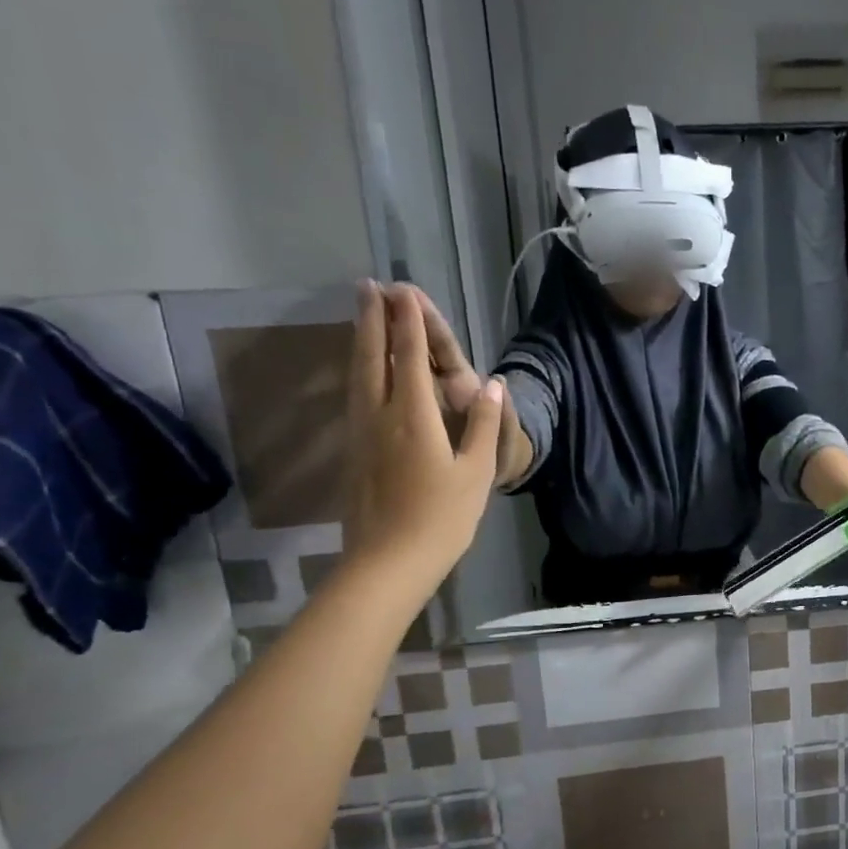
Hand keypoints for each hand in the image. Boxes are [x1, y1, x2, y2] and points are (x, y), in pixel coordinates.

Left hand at [342, 281, 502, 581]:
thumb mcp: (477, 473)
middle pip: (372, 358)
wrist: (388, 562)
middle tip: (368, 286)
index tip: (402, 290)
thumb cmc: (442, 519)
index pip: (410, 359)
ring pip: (357, 376)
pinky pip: (355, 397)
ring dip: (360, 340)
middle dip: (372, 320)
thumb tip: (494, 385)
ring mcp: (361, 434)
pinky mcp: (353, 453)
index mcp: (414, 417)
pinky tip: (361, 372)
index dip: (408, 323)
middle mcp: (380, 416)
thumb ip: (485, 426)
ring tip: (360, 315)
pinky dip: (358, 371)